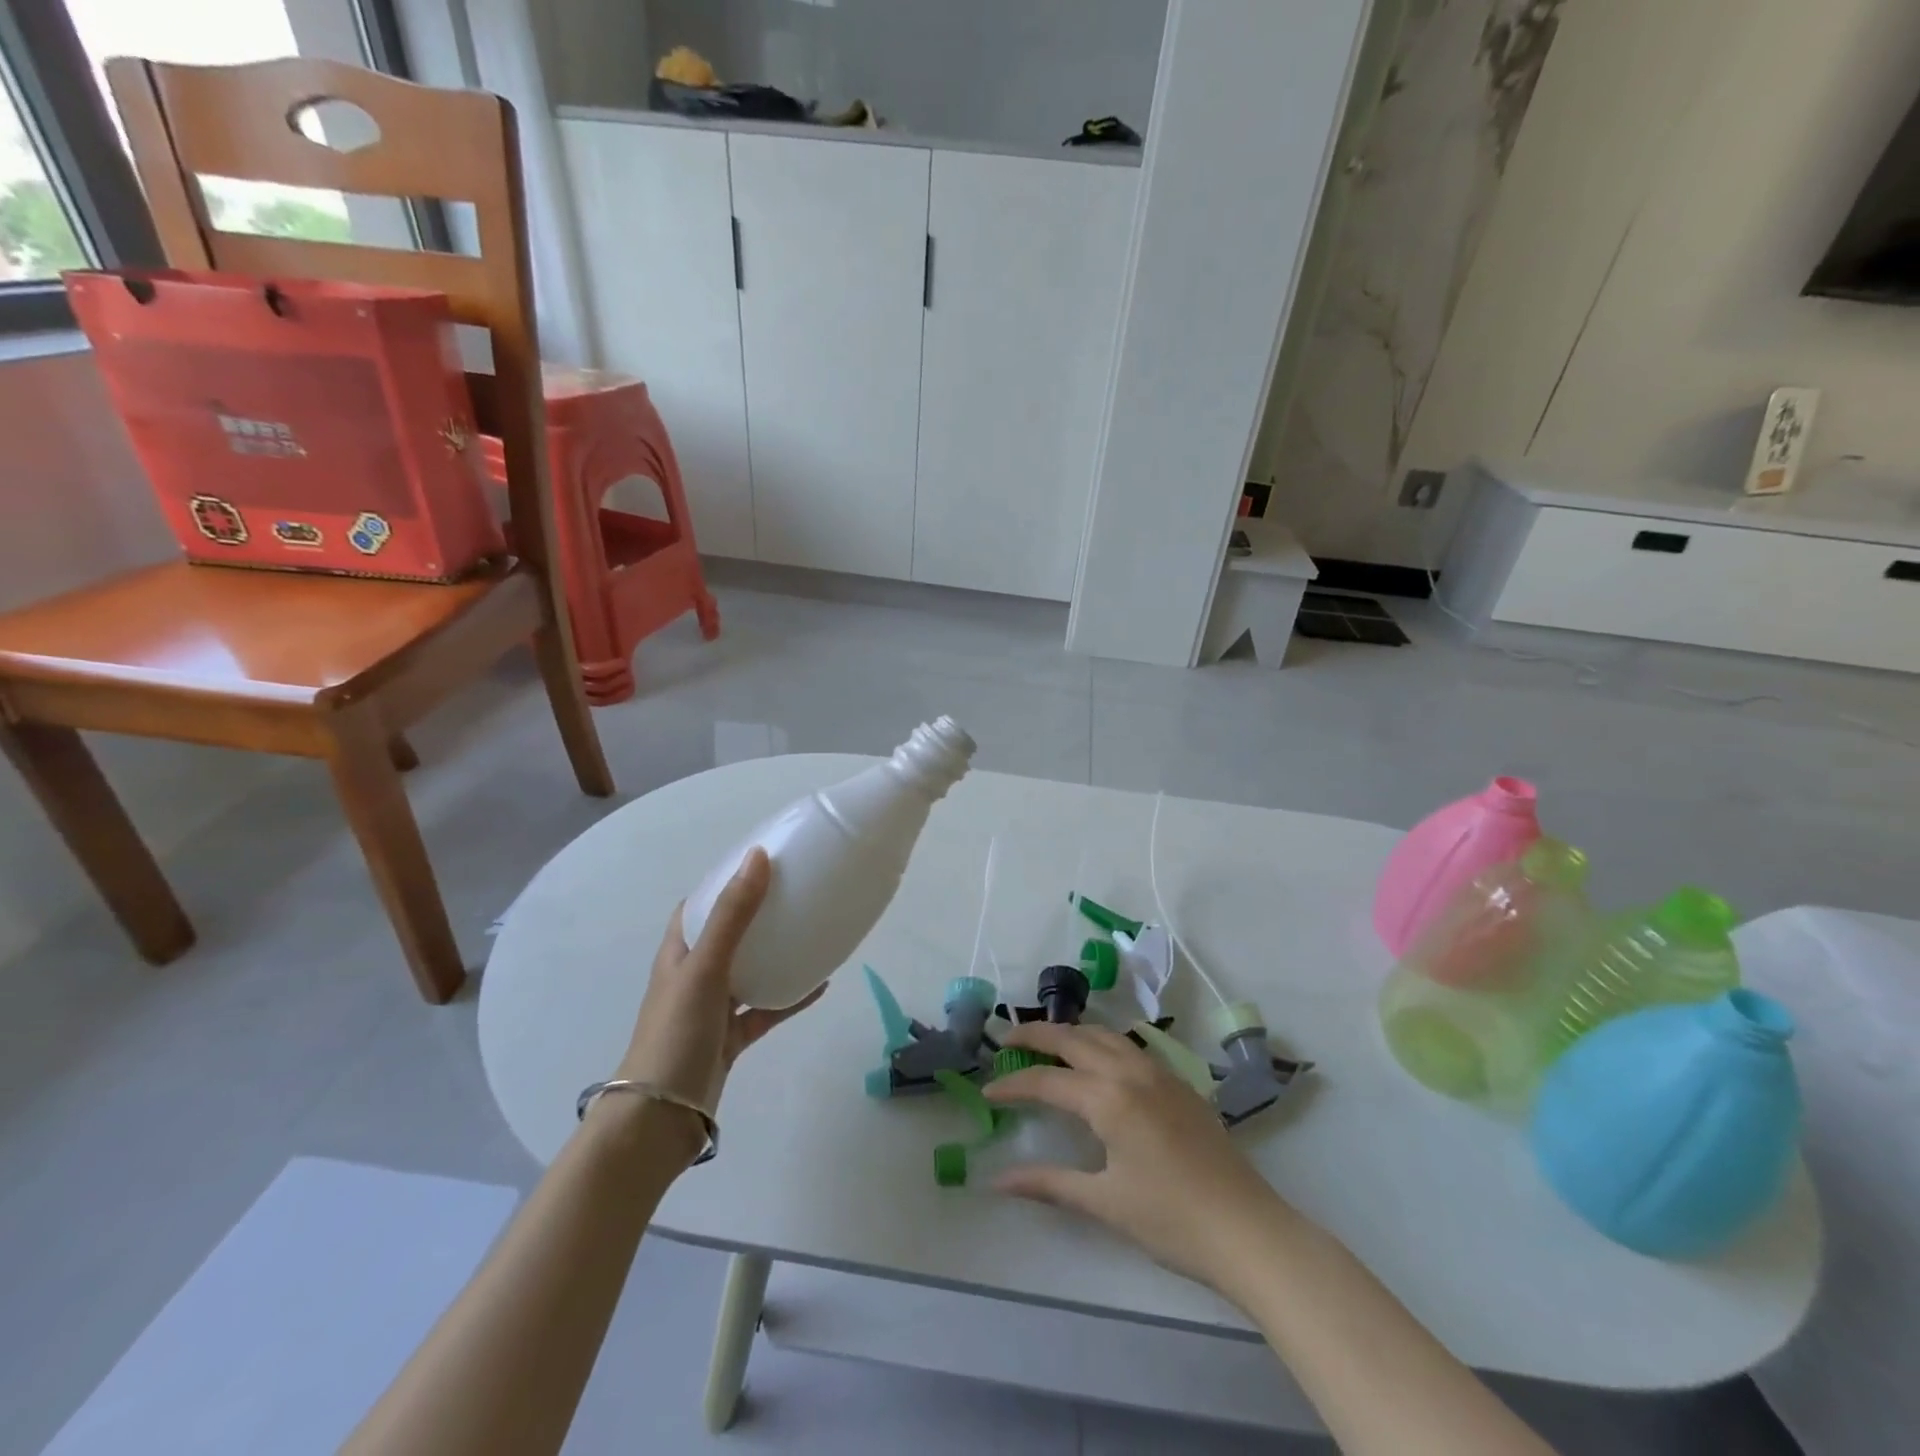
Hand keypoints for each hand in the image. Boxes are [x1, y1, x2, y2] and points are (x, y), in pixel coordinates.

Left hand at [616, 849, 820, 1148]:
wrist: (661, 1118)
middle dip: (757, 914)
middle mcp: (694, 976)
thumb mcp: (705, 967)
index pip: (698, 906)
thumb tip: (759, 857)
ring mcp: (712, 1009)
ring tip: (811, 931)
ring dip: (775, 954)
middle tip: (795, 892)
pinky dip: (789, 997)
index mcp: (678, 953)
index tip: (761, 864)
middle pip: (727, 935)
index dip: (724, 883)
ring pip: (749, 971)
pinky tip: (820, 985)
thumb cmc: (676, 1033)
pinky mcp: (730, 1038)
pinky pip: (765, 1009)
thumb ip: (733, 915)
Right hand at [984, 1022, 1294, 1297]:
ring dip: (1071, 1033)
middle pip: (1073, 1039)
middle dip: (1036, 1036)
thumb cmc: (1172, 1220)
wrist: (1248, 1230)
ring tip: (1047, 1043)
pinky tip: (1097, 1061)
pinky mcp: (1178, 1083)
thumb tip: (997, 1181)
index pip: (1047, 1082)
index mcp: (1109, 1098)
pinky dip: (1101, 1042)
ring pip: (1105, 1034)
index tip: (986, 1090)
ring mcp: (1159, 1072)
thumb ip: (1049, 1183)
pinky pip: (1129, 1046)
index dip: (1013, 1085)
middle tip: (1007, 1041)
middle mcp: (1131, 1072)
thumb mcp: (1104, 1202)